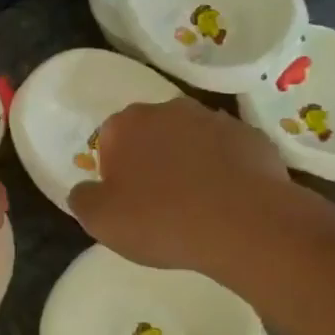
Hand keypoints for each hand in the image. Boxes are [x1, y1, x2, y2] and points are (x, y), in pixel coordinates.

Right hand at [69, 98, 289, 273]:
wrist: (243, 225)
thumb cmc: (160, 219)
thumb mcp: (100, 221)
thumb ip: (83, 199)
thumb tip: (85, 191)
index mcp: (126, 124)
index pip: (109, 138)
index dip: (114, 169)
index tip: (125, 199)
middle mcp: (169, 110)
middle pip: (151, 133)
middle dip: (151, 158)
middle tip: (158, 200)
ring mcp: (215, 120)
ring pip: (191, 139)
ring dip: (189, 161)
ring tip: (196, 203)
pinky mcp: (251, 137)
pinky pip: (228, 152)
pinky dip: (224, 169)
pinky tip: (227, 201)